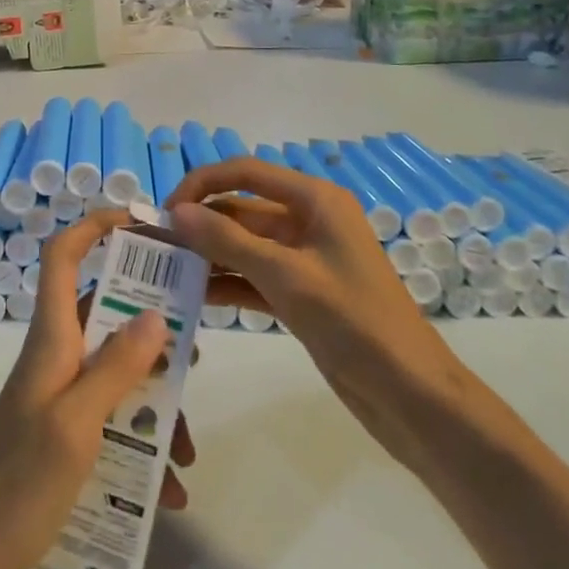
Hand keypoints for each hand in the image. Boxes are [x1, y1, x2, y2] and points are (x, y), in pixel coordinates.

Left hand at [0, 208, 194, 568]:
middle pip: (107, 313)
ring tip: (187, 448)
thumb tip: (157, 313)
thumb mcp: (77, 423)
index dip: (96, 226)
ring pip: (119, 372)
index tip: (143, 222)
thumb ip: (117, 366)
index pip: (64, 255)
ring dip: (156, 401)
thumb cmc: (20, 483)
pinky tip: (171, 492)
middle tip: (194, 352)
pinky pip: (114, 421)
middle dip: (153, 328)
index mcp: (52, 337)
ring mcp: (61, 395)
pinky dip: (144, 446)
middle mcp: (57, 355)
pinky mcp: (66, 434)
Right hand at [167, 159, 471, 473]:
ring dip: (210, 254)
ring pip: (245, 244)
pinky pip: (255, 276)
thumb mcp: (285, 276)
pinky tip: (194, 297)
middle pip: (243, 208)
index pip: (246, 172)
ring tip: (166, 270)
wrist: (411, 396)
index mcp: (314, 200)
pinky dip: (228, 283)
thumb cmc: (353, 322)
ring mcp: (305, 258)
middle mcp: (308, 220)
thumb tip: (177, 211)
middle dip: (202, 222)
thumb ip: (228, 240)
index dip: (203, 183)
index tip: (166, 208)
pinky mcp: (302, 293)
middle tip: (157, 244)